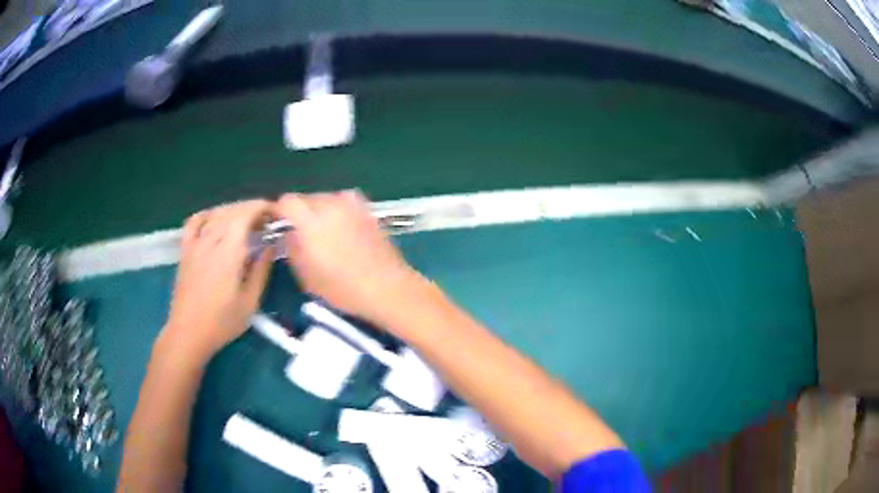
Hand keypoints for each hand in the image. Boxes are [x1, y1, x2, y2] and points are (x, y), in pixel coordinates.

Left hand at [161, 200, 274, 362]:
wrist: (188, 333)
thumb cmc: (222, 322)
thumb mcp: (250, 301)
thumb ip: (261, 270)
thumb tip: (271, 246)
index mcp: (228, 252)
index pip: (245, 215)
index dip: (261, 207)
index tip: (274, 212)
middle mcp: (210, 241)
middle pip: (231, 212)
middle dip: (251, 209)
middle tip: (265, 221)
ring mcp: (195, 244)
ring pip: (215, 214)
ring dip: (233, 211)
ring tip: (245, 221)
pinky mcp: (185, 251)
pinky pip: (194, 222)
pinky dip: (207, 215)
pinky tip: (215, 219)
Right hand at [275, 190, 420, 324]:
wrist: (387, 287)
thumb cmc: (343, 288)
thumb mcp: (307, 277)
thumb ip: (293, 249)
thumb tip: (289, 234)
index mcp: (311, 222)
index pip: (287, 201)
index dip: (279, 211)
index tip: (278, 224)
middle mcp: (331, 206)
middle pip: (306, 197)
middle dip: (298, 211)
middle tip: (299, 231)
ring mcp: (352, 205)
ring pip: (325, 197)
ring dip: (318, 209)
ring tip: (321, 230)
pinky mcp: (367, 210)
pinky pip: (344, 201)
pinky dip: (337, 208)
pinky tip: (341, 225)